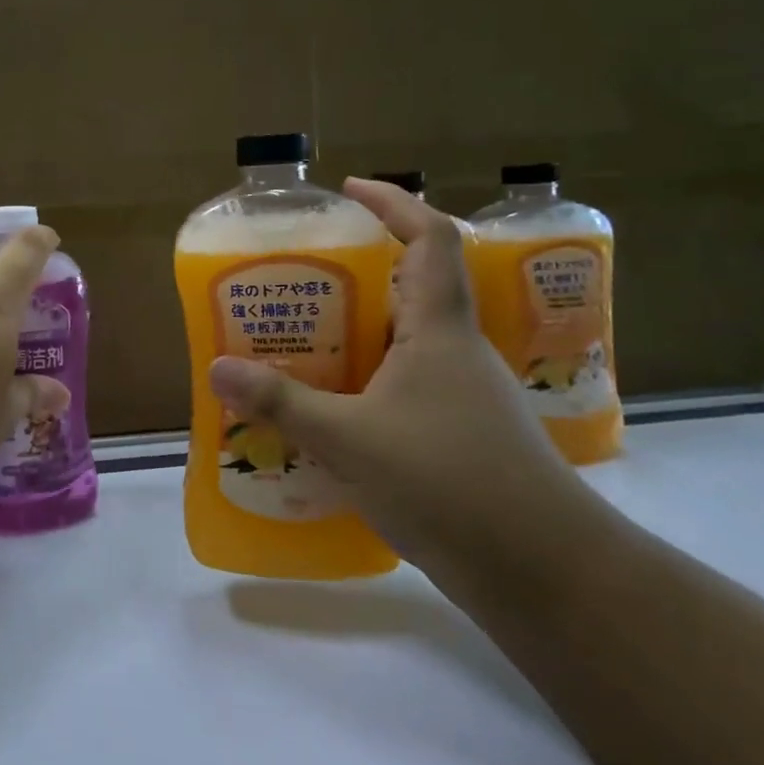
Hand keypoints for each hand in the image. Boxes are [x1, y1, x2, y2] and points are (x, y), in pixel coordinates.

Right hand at [207, 179, 602, 591]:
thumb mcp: (349, 439)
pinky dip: (365, 380)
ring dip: (357, 331)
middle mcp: (454, 350)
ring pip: (404, 341)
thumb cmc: (451, 482)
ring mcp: (462, 395)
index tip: (349, 190)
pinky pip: (403, 385)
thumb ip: (281, 403)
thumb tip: (217, 369)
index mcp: (438, 329)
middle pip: (411, 287)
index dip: (394, 203)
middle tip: (297, 278)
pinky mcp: (459, 435)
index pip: (429, 239)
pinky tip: (329, 408)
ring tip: (299, 340)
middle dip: (356, 273)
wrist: (546, 574)